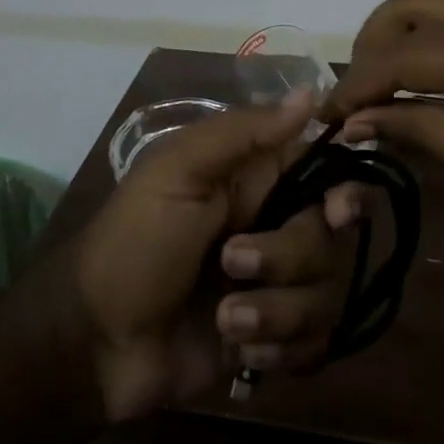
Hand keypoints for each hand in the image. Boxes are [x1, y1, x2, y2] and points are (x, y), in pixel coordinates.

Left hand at [71, 93, 363, 422]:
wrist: (97, 344)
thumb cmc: (134, 243)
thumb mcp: (178, 173)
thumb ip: (244, 133)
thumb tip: (312, 93)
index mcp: (256, 178)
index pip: (328, 171)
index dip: (345, 190)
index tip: (337, 212)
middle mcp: (275, 224)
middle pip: (332, 238)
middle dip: (287, 258)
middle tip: (232, 264)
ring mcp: (277, 284)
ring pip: (328, 294)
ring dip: (275, 312)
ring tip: (225, 319)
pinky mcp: (274, 337)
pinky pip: (315, 344)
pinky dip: (278, 350)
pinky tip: (238, 350)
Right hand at [322, 0, 443, 240]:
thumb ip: (428, 132)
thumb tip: (360, 122)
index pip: (398, 56)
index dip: (354, 86)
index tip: (326, 118)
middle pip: (409, 2)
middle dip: (372, 44)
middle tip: (362, 94)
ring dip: (404, 26)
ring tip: (394, 77)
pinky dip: (439, 19)